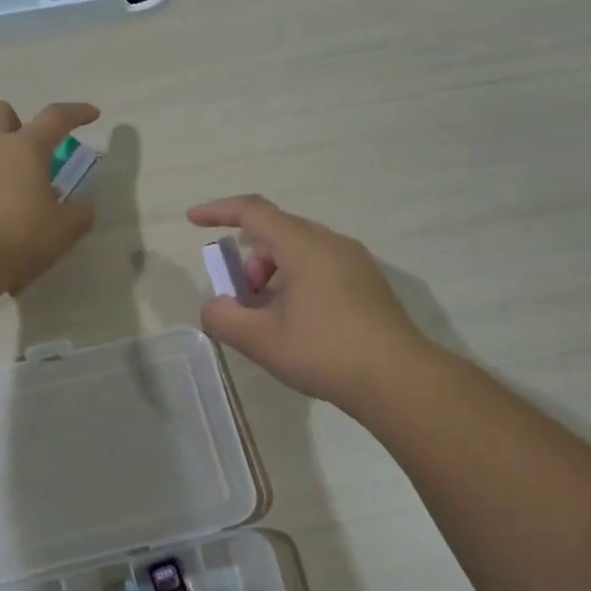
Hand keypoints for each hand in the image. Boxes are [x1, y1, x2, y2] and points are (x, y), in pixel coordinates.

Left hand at [0, 101, 99, 296]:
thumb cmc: (17, 239)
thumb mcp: (63, 232)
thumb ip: (78, 215)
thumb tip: (79, 209)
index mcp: (24, 148)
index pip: (55, 118)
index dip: (76, 113)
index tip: (91, 114)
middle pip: (0, 113)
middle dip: (18, 124)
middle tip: (31, 155)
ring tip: (9, 194)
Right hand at [187, 195, 428, 409]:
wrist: (398, 380)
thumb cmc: (325, 352)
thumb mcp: (261, 340)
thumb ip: (224, 318)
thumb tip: (216, 307)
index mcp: (304, 246)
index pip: (253, 211)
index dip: (218, 211)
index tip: (192, 220)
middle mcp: (331, 243)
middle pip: (276, 234)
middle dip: (248, 261)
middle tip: (240, 300)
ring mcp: (354, 262)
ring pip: (299, 253)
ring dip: (271, 276)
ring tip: (268, 319)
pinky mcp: (367, 284)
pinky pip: (320, 268)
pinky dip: (295, 284)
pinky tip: (297, 324)